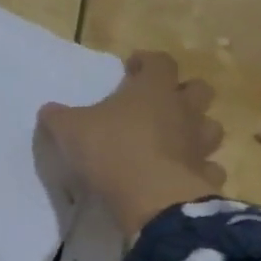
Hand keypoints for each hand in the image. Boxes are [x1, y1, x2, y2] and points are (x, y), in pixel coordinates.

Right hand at [37, 51, 226, 238]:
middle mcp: (183, 111)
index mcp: (153, 90)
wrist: (152, 198)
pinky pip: (209, 166)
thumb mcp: (69, 130)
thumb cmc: (110, 150)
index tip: (132, 67)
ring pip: (211, 127)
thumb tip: (49, 110)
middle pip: (199, 89)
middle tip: (159, 102)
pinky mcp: (206, 176)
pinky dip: (198, 168)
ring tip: (173, 139)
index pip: (160, 62)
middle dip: (182, 92)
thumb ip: (58, 117)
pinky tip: (181, 174)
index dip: (148, 61)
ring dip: (195, 129)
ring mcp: (200, 144)